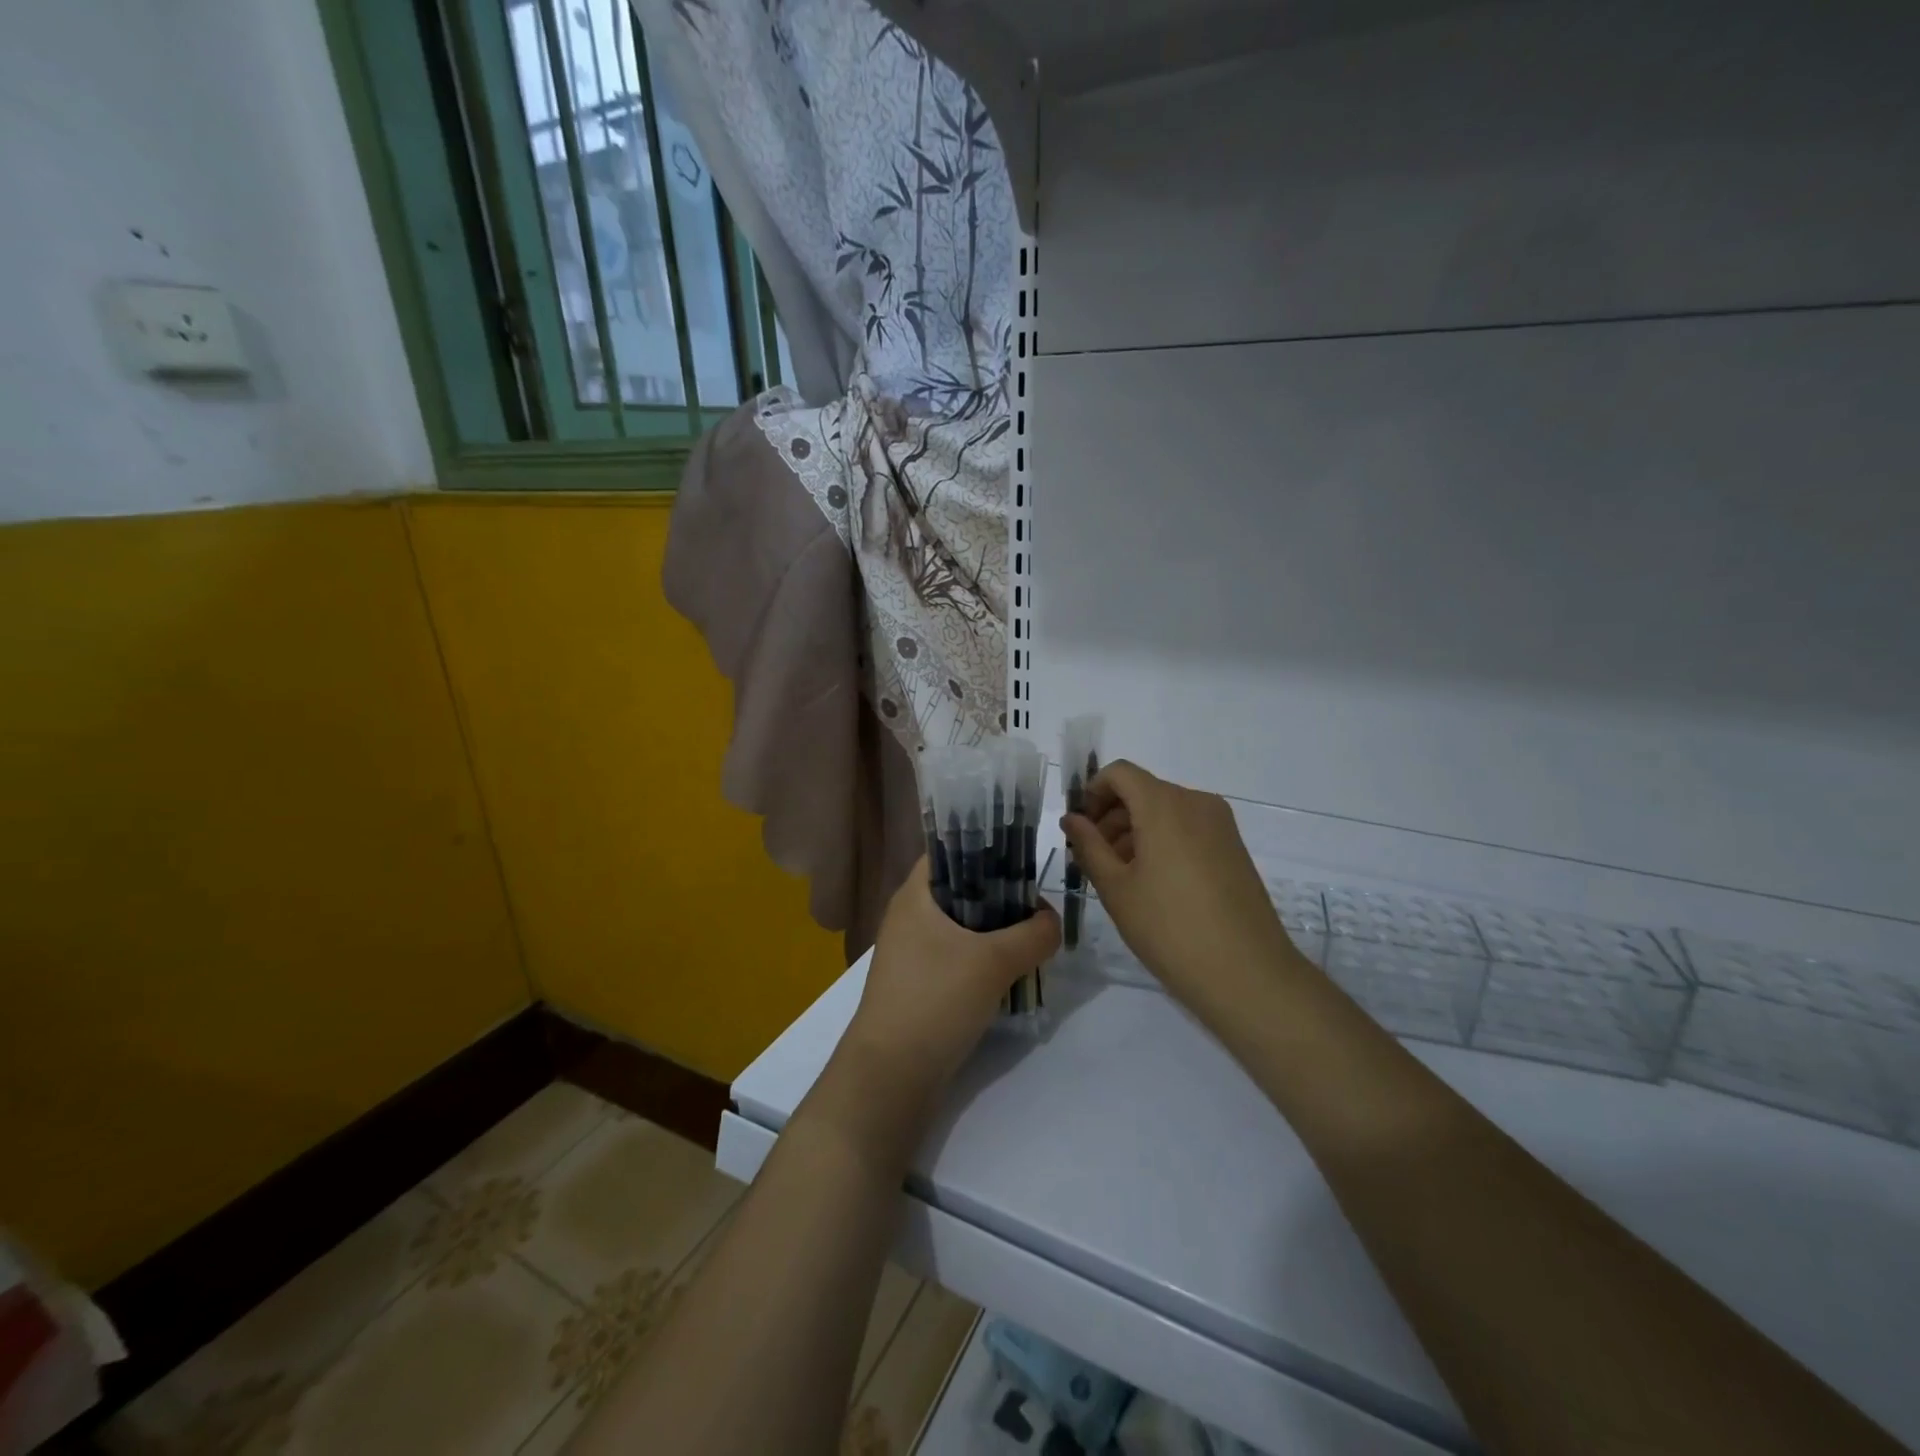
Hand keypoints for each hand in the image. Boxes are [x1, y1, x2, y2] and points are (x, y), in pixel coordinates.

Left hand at [841, 860, 1060, 1109]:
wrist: (891, 1076)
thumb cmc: (935, 1000)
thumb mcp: (994, 961)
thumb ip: (1033, 935)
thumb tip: (1053, 922)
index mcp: (915, 895)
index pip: (950, 850)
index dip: (986, 848)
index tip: (1024, 860)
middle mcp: (910, 917)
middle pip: (963, 889)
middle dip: (1003, 896)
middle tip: (1039, 908)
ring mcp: (914, 953)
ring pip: (965, 927)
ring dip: (998, 932)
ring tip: (1035, 941)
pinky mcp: (922, 985)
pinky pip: (960, 958)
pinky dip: (986, 960)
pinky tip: (1014, 973)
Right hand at [1061, 761, 1300, 1010]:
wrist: (1248, 974)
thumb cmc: (1170, 929)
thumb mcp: (1116, 888)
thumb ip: (1089, 846)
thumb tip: (1072, 819)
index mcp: (1165, 805)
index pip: (1120, 773)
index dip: (1092, 792)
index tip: (1079, 828)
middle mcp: (1196, 802)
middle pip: (1143, 791)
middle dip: (1111, 816)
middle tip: (1091, 857)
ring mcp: (1220, 824)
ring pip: (1165, 810)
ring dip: (1135, 830)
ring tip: (1118, 876)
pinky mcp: (1233, 847)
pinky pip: (1187, 828)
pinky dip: (1162, 841)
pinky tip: (1152, 883)